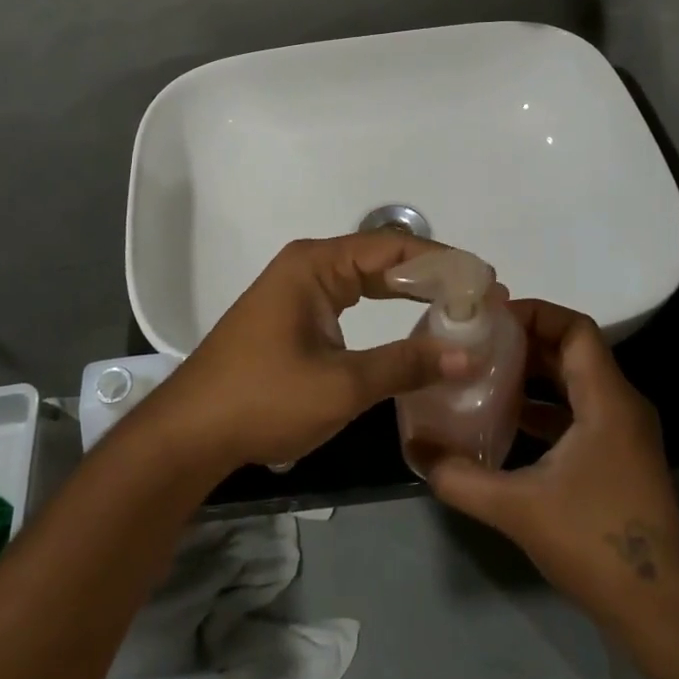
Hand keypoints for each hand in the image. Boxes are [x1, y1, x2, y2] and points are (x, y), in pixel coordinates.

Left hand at [142, 234, 472, 473]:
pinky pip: (350, 298)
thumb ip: (406, 364)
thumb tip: (469, 354)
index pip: (392, 247)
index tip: (486, 281)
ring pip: (366, 278)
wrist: (192, 431)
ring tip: (458, 308)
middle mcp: (308, 265)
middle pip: (381, 258)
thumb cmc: (263, 399)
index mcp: (316, 265)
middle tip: (481, 297)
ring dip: (410, 291)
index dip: (442, 262)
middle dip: (431, 276)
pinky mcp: (294, 314)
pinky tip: (412, 322)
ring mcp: (298, 289)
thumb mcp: (342, 385)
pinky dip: (384, 307)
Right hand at [427, 299, 678, 623]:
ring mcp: (624, 433)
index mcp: (607, 401)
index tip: (490, 319)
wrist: (659, 610)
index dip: (534, 313)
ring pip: (576, 381)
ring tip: (485, 373)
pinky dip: (545, 405)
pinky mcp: (619, 457)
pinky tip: (508, 420)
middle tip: (478, 342)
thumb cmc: (594, 543)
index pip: (575, 329)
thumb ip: (459, 476)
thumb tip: (415, 447)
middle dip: (525, 341)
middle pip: (573, 350)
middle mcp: (621, 406)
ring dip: (534, 373)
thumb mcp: (516, 507)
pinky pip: (580, 410)